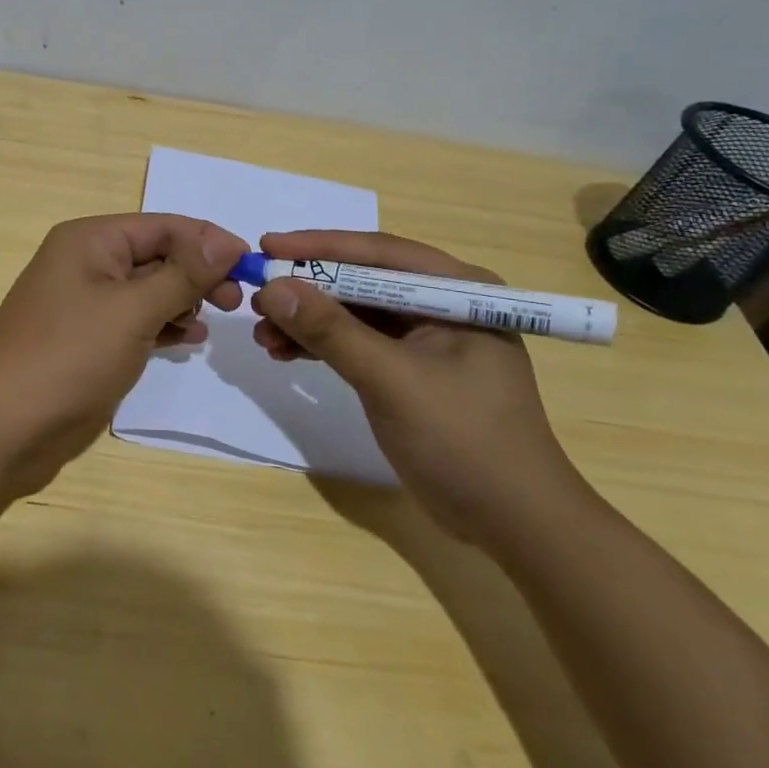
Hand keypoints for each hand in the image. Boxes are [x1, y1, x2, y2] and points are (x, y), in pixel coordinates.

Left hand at [0, 214, 245, 502]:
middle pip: (157, 255)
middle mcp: (85, 263)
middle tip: (234, 303)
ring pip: (148, 290)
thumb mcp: (132, 310)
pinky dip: (163, 325)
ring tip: (211, 323)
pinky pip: (136, 320)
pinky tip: (188, 340)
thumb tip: (227, 241)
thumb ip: (183, 274)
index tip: (251, 267)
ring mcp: (85, 304)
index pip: (162, 226)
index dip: (208, 242)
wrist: (5, 430)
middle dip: (197, 274)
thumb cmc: (69, 358)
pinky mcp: (88, 340)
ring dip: (182, 301)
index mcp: (89, 240)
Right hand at [250, 230, 588, 548]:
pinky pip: (359, 345)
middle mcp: (443, 304)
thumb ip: (331, 331)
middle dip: (308, 291)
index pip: (378, 254)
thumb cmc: (463, 440)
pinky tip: (285, 354)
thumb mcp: (391, 379)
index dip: (318, 248)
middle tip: (256, 299)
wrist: (512, 522)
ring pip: (355, 315)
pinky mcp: (412, 371)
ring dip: (309, 322)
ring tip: (262, 335)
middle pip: (363, 282)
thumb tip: (273, 288)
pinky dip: (322, 348)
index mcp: (457, 290)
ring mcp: (428, 339)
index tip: (266, 245)